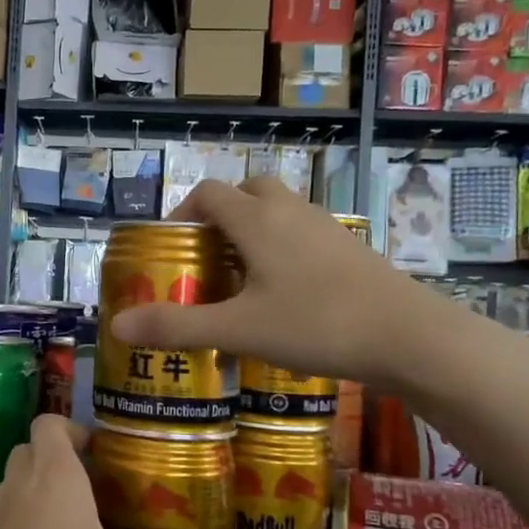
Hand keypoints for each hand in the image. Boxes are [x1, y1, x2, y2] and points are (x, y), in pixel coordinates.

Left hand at [0, 416, 207, 528]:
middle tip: (94, 492)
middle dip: (59, 461)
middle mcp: (16, 484)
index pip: (49, 423)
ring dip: (38, 492)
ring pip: (14, 483)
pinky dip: (20, 522)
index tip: (99, 457)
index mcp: (52, 476)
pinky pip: (1, 516)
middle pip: (31, 450)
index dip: (72, 430)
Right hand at [111, 176, 430, 389]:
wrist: (410, 337)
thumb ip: (176, 326)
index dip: (182, 213)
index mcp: (258, 220)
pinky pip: (304, 232)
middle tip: (207, 256)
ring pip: (280, 211)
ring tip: (241, 276)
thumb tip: (117, 326)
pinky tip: (285, 292)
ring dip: (254, 230)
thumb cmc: (316, 324)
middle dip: (221, 214)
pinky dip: (284, 246)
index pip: (209, 194)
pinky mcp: (351, 249)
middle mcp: (291, 212)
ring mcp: (326, 228)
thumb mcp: (238, 330)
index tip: (171, 248)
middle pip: (248, 191)